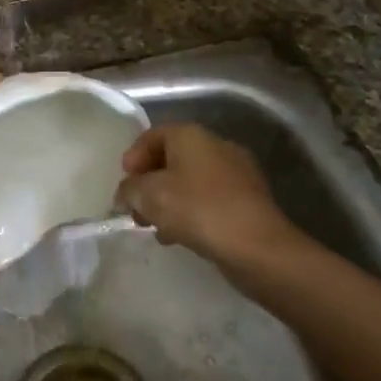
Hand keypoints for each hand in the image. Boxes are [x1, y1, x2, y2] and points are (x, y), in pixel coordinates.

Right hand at [116, 124, 296, 270]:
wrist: (256, 245)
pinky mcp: (246, 200)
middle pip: (171, 159)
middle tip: (136, 209)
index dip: (133, 158)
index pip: (152, 135)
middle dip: (149, 184)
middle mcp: (216, 146)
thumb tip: (125, 194)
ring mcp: (235, 173)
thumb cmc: (197, 210)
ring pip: (189, 182)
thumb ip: (129, 190)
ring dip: (168, 201)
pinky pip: (207, 200)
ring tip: (156, 228)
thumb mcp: (149, 197)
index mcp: (192, 136)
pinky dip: (190, 213)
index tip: (124, 184)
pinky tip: (180, 237)